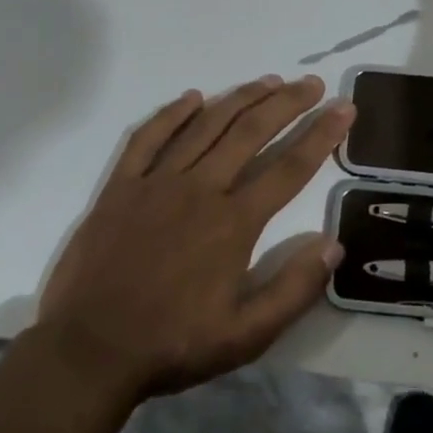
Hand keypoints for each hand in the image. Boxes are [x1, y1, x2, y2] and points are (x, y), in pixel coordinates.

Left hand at [33, 74, 353, 403]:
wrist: (88, 352)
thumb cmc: (172, 344)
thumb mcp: (245, 336)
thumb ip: (294, 290)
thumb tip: (334, 245)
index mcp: (233, 222)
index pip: (290, 167)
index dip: (322, 134)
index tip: (344, 107)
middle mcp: (200, 189)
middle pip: (251, 131)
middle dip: (288, 103)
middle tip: (313, 83)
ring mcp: (157, 182)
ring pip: (206, 125)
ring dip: (241, 97)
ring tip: (269, 80)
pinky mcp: (121, 186)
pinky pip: (149, 137)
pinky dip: (172, 114)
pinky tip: (193, 97)